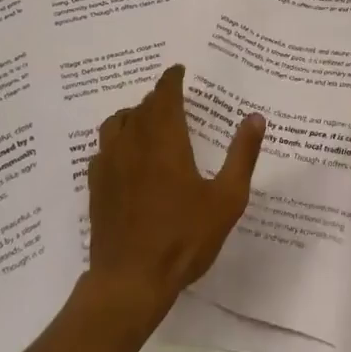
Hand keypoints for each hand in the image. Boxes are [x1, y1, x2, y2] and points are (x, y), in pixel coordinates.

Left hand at [86, 64, 264, 327]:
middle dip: (158, 98)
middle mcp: (133, 141)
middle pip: (143, 105)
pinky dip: (116, 142)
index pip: (165, 93)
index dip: (172, 78)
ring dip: (134, 115)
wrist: (131, 280)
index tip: (179, 71)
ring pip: (118, 122)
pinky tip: (125, 156)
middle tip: (174, 100)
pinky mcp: (96, 185)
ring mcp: (110, 162)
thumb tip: (255, 117)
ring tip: (148, 123)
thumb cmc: (183, 237)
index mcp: (165, 138)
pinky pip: (103, 148)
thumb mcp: (226, 199)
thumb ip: (242, 155)